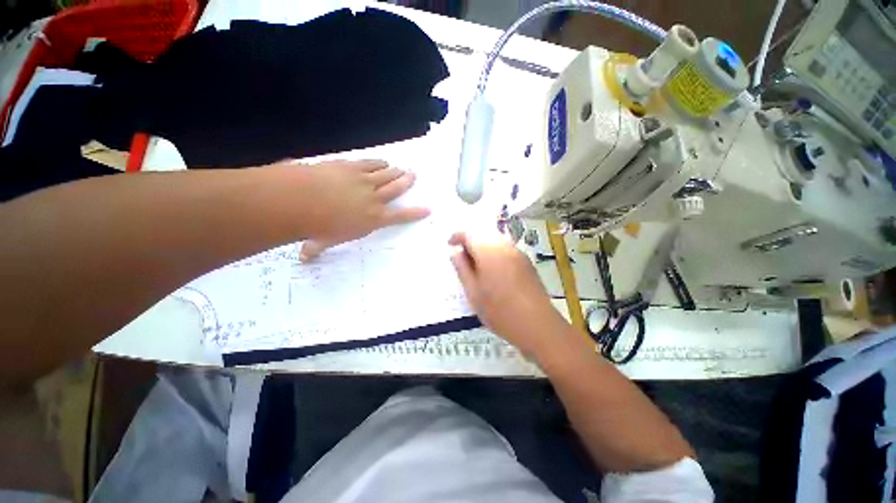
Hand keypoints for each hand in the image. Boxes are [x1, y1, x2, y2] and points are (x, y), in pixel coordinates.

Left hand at [290, 159, 429, 259]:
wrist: (302, 200)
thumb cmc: (317, 226)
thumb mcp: (323, 241)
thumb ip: (317, 247)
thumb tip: (304, 258)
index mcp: (374, 219)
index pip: (400, 217)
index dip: (415, 213)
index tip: (427, 209)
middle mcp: (374, 199)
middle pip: (396, 188)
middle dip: (406, 182)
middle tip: (413, 175)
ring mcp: (364, 181)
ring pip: (386, 174)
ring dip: (395, 171)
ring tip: (401, 168)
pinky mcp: (352, 167)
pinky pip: (370, 163)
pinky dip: (378, 162)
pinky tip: (382, 161)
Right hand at [448, 232, 567, 356]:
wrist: (536, 324)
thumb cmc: (499, 310)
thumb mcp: (473, 291)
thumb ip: (462, 268)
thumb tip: (454, 251)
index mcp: (488, 251)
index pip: (469, 233)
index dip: (457, 236)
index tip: (450, 245)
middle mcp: (504, 246)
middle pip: (483, 233)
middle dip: (470, 240)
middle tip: (462, 257)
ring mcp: (517, 253)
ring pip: (496, 240)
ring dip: (483, 246)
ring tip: (477, 264)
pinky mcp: (526, 262)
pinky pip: (506, 248)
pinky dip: (495, 252)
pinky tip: (494, 269)